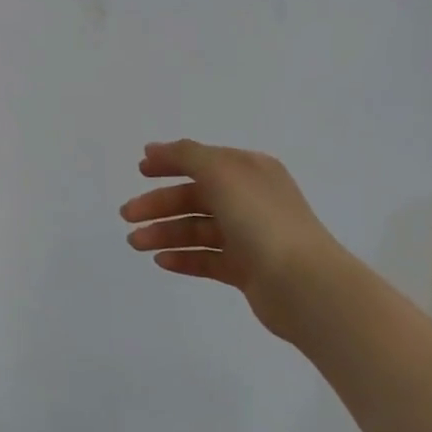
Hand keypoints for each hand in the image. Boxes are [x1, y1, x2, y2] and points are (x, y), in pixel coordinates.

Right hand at [121, 139, 353, 343]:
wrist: (303, 284)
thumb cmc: (261, 219)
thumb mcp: (221, 172)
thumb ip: (185, 155)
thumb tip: (155, 148)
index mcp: (249, 171)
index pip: (203, 160)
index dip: (170, 163)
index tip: (140, 171)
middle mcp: (250, 199)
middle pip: (195, 197)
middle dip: (159, 204)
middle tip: (127, 215)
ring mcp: (249, 236)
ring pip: (197, 229)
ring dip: (164, 233)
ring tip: (135, 243)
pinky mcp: (247, 270)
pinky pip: (207, 259)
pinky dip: (183, 258)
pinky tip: (160, 261)